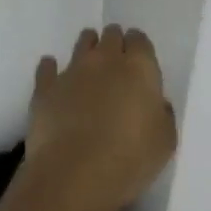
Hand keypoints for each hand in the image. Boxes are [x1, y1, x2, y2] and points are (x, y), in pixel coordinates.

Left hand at [27, 25, 176, 210]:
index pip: (140, 40)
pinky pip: (47, 68)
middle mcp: (106, 60)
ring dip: (87, 48)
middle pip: (111, 36)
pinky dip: (51, 68)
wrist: (75, 174)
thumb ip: (162, 114)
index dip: (139, 48)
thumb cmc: (130, 157)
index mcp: (140, 67)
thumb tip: (156, 105)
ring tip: (88, 62)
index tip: (139, 59)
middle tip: (116, 60)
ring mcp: (73, 71)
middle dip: (114, 43)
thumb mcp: (165, 140)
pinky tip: (52, 74)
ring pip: (82, 43)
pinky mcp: (45, 88)